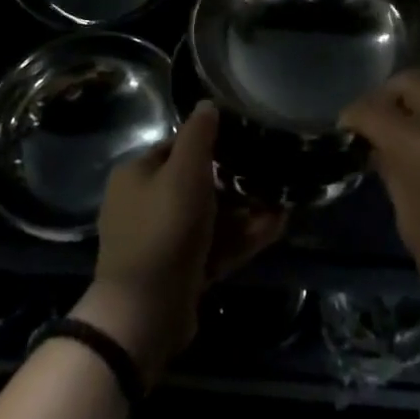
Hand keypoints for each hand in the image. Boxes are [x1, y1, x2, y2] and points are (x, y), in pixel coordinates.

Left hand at [75, 102, 285, 383]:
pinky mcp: (180, 270)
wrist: (144, 314)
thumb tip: (208, 104)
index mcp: (137, 175)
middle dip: (236, 182)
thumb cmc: (163, 230)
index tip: (247, 142)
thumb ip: (198, 135)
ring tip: (283, 204)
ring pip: (211, 217)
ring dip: (245, 211)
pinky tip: (275, 228)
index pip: (177, 147)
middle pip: (197, 183)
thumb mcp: (184, 173)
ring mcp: (162, 240)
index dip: (212, 143)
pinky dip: (241, 237)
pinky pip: (214, 244)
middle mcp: (144, 203)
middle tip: (271, 177)